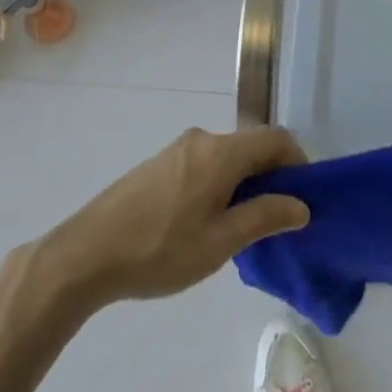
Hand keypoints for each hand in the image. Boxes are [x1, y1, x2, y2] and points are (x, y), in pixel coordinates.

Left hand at [38, 127, 309, 306]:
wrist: (87, 253)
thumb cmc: (161, 249)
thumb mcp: (220, 242)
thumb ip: (264, 217)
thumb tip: (301, 204)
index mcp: (222, 151)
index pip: (275, 139)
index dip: (297, 162)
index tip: (304, 197)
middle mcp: (202, 139)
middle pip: (250, 146)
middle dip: (271, 176)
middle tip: (276, 219)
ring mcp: (178, 149)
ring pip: (227, 157)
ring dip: (244, 182)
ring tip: (242, 228)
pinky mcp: (159, 165)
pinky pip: (205, 164)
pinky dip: (220, 184)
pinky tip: (207, 223)